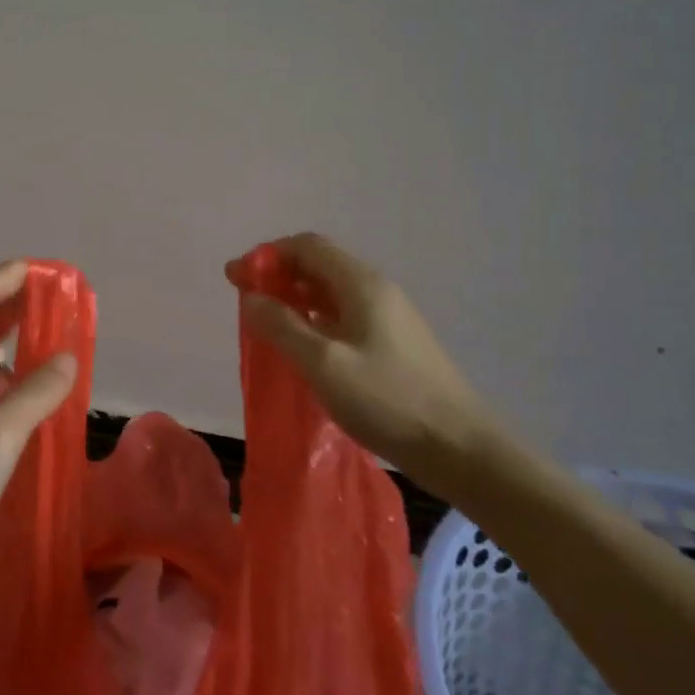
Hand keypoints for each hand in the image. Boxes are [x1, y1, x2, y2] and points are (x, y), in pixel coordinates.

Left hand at [0, 261, 75, 586]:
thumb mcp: (1, 435)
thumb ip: (38, 392)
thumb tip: (69, 354)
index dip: (10, 275)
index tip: (49, 272)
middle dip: (17, 305)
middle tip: (61, 306)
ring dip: (17, 346)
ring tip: (58, 351)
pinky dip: (12, 385)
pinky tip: (34, 405)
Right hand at [227, 232, 503, 487]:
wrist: (459, 448)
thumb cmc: (387, 399)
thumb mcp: (323, 363)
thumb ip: (282, 326)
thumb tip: (250, 297)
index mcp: (361, 283)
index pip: (307, 246)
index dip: (267, 255)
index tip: (235, 279)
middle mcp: (376, 290)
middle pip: (319, 264)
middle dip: (278, 275)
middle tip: (245, 302)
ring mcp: (389, 316)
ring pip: (331, 292)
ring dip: (295, 298)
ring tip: (266, 324)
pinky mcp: (393, 343)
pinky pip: (344, 315)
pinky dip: (315, 319)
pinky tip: (303, 347)